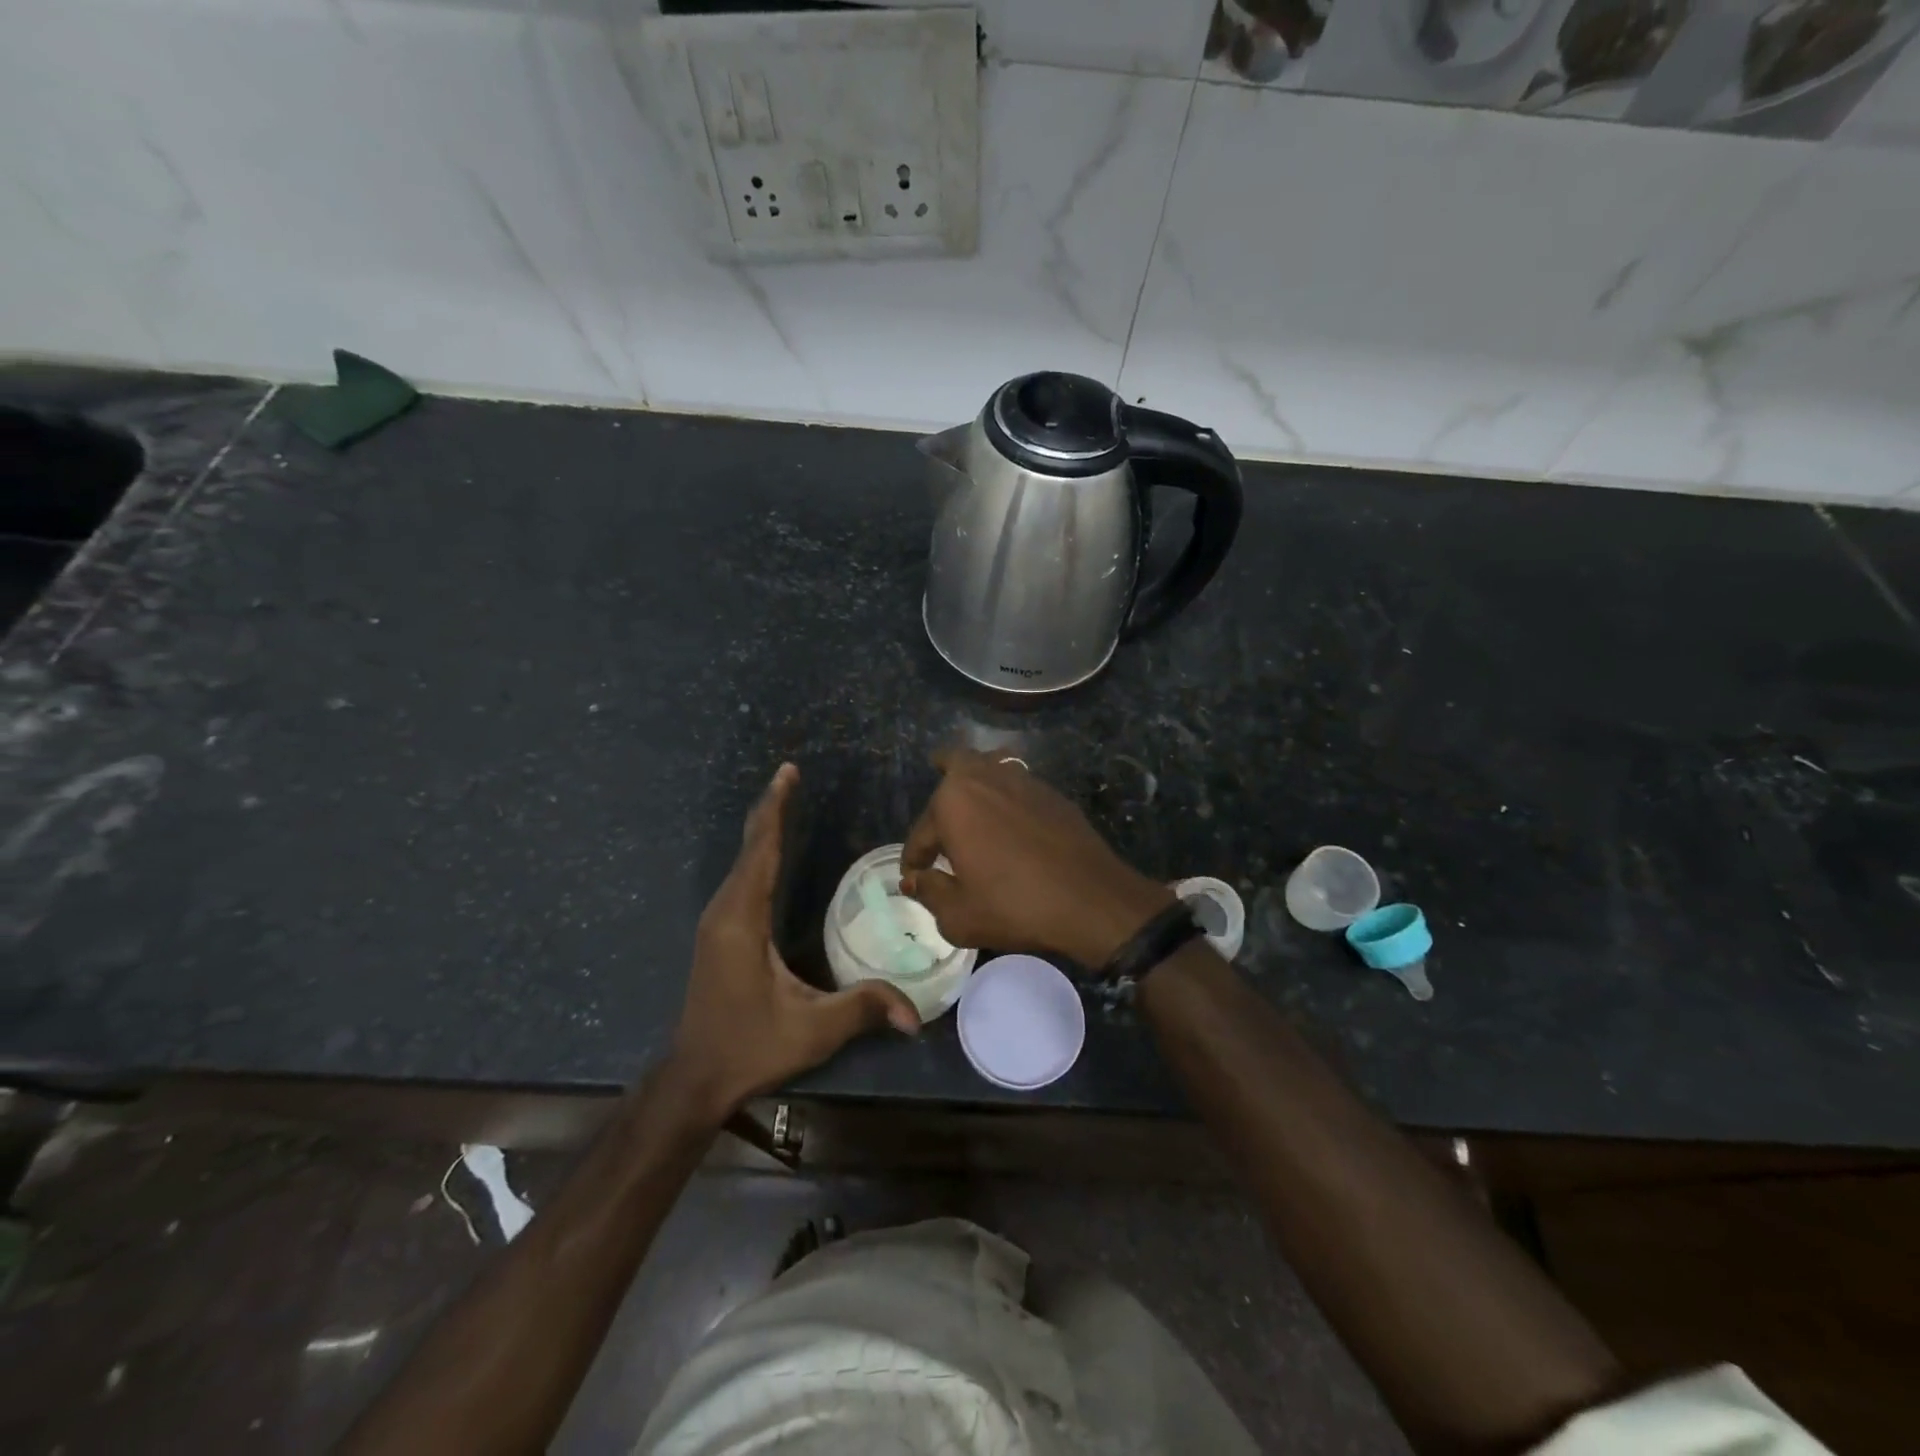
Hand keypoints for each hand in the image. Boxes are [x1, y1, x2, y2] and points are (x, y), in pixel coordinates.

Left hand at [668, 764, 919, 1123]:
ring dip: (763, 829)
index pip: (760, 850)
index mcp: (742, 920)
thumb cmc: (750, 1047)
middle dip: (771, 809)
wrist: (695, 1078)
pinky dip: (758, 853)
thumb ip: (863, 1009)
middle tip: (792, 776)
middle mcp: (725, 911)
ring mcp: (717, 921)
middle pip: (749, 846)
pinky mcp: (719, 933)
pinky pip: (741, 878)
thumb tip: (915, 1013)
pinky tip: (771, 851)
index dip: (775, 809)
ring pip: (741, 861)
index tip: (788, 772)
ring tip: (785, 801)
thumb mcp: (811, 1030)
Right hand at [900, 749, 1172, 967]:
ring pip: (990, 765)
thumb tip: (913, 880)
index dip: (915, 857)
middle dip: (941, 777)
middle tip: (940, 803)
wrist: (1090, 899)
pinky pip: (1018, 783)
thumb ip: (930, 892)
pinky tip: (1011, 821)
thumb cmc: (1014, 906)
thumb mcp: (959, 915)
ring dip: (977, 780)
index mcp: (953, 802)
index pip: (922, 831)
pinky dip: (1007, 795)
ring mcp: (1023, 780)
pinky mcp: (1052, 793)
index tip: (914, 874)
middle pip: (955, 763)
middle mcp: (985, 778)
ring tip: (974, 801)